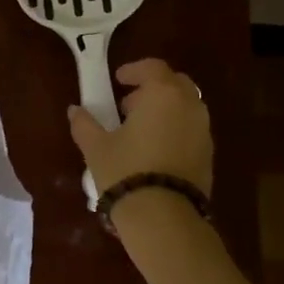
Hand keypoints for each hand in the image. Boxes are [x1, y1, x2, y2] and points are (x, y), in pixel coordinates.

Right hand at [67, 58, 213, 196]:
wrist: (163, 216)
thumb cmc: (125, 171)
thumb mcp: (96, 147)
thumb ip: (85, 124)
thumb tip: (74, 110)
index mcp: (163, 94)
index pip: (153, 67)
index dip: (134, 70)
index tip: (118, 80)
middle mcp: (189, 105)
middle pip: (175, 83)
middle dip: (153, 88)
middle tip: (128, 105)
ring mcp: (203, 130)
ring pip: (186, 107)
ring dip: (165, 110)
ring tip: (139, 131)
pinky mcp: (208, 154)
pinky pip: (191, 130)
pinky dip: (175, 129)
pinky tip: (154, 151)